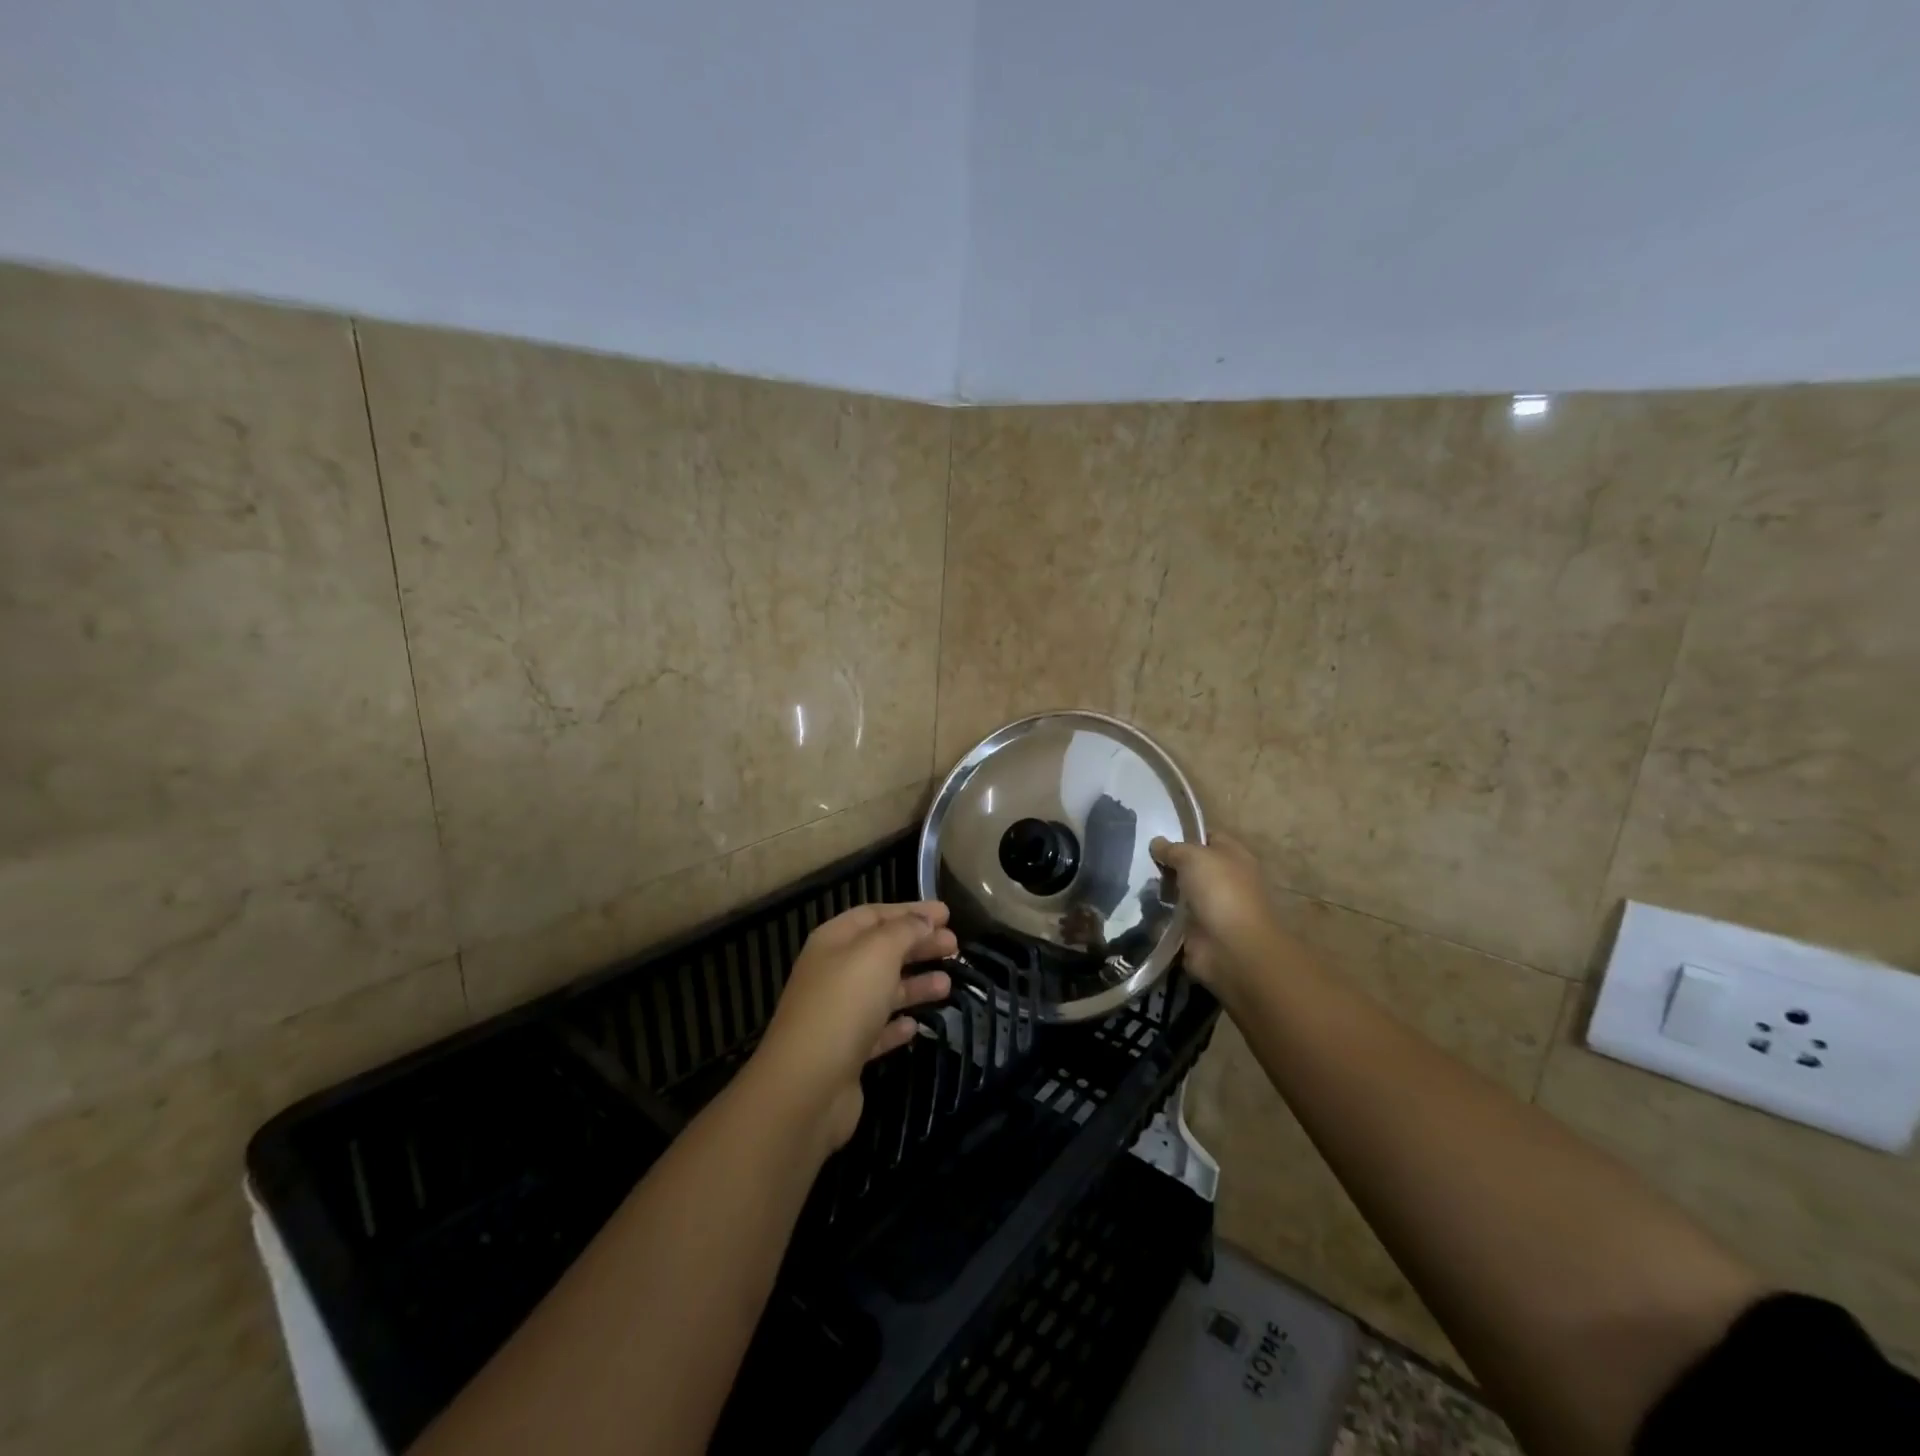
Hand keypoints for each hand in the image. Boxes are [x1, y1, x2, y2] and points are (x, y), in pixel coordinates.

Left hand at [751, 901, 955, 1148]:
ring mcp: (837, 1015)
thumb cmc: (844, 1004)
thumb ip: (905, 930)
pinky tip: (915, 1026)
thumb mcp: (878, 953)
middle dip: (918, 945)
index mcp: (833, 942)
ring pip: (882, 991)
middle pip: (881, 951)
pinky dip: (897, 1025)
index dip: (911, 911)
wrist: (807, 1086)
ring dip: (915, 984)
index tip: (947, 914)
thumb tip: (924, 920)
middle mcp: (833, 973)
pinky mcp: (846, 1053)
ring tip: (947, 984)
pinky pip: (876, 1030)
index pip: (874, 915)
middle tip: (955, 946)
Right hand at [1150, 834, 1284, 996]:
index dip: (1184, 835)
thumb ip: (1173, 848)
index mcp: (1232, 857)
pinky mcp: (1195, 932)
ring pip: (1177, 893)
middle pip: (1190, 867)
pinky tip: (1137, 908)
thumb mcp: (1194, 857)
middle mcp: (1224, 880)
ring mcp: (1210, 908)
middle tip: (1138, 861)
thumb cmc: (1220, 892)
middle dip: (1166, 865)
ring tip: (1132, 884)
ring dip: (1159, 891)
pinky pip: (1170, 919)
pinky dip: (1157, 917)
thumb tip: (1156, 843)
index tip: (1156, 837)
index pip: (1207, 838)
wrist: (1232, 949)